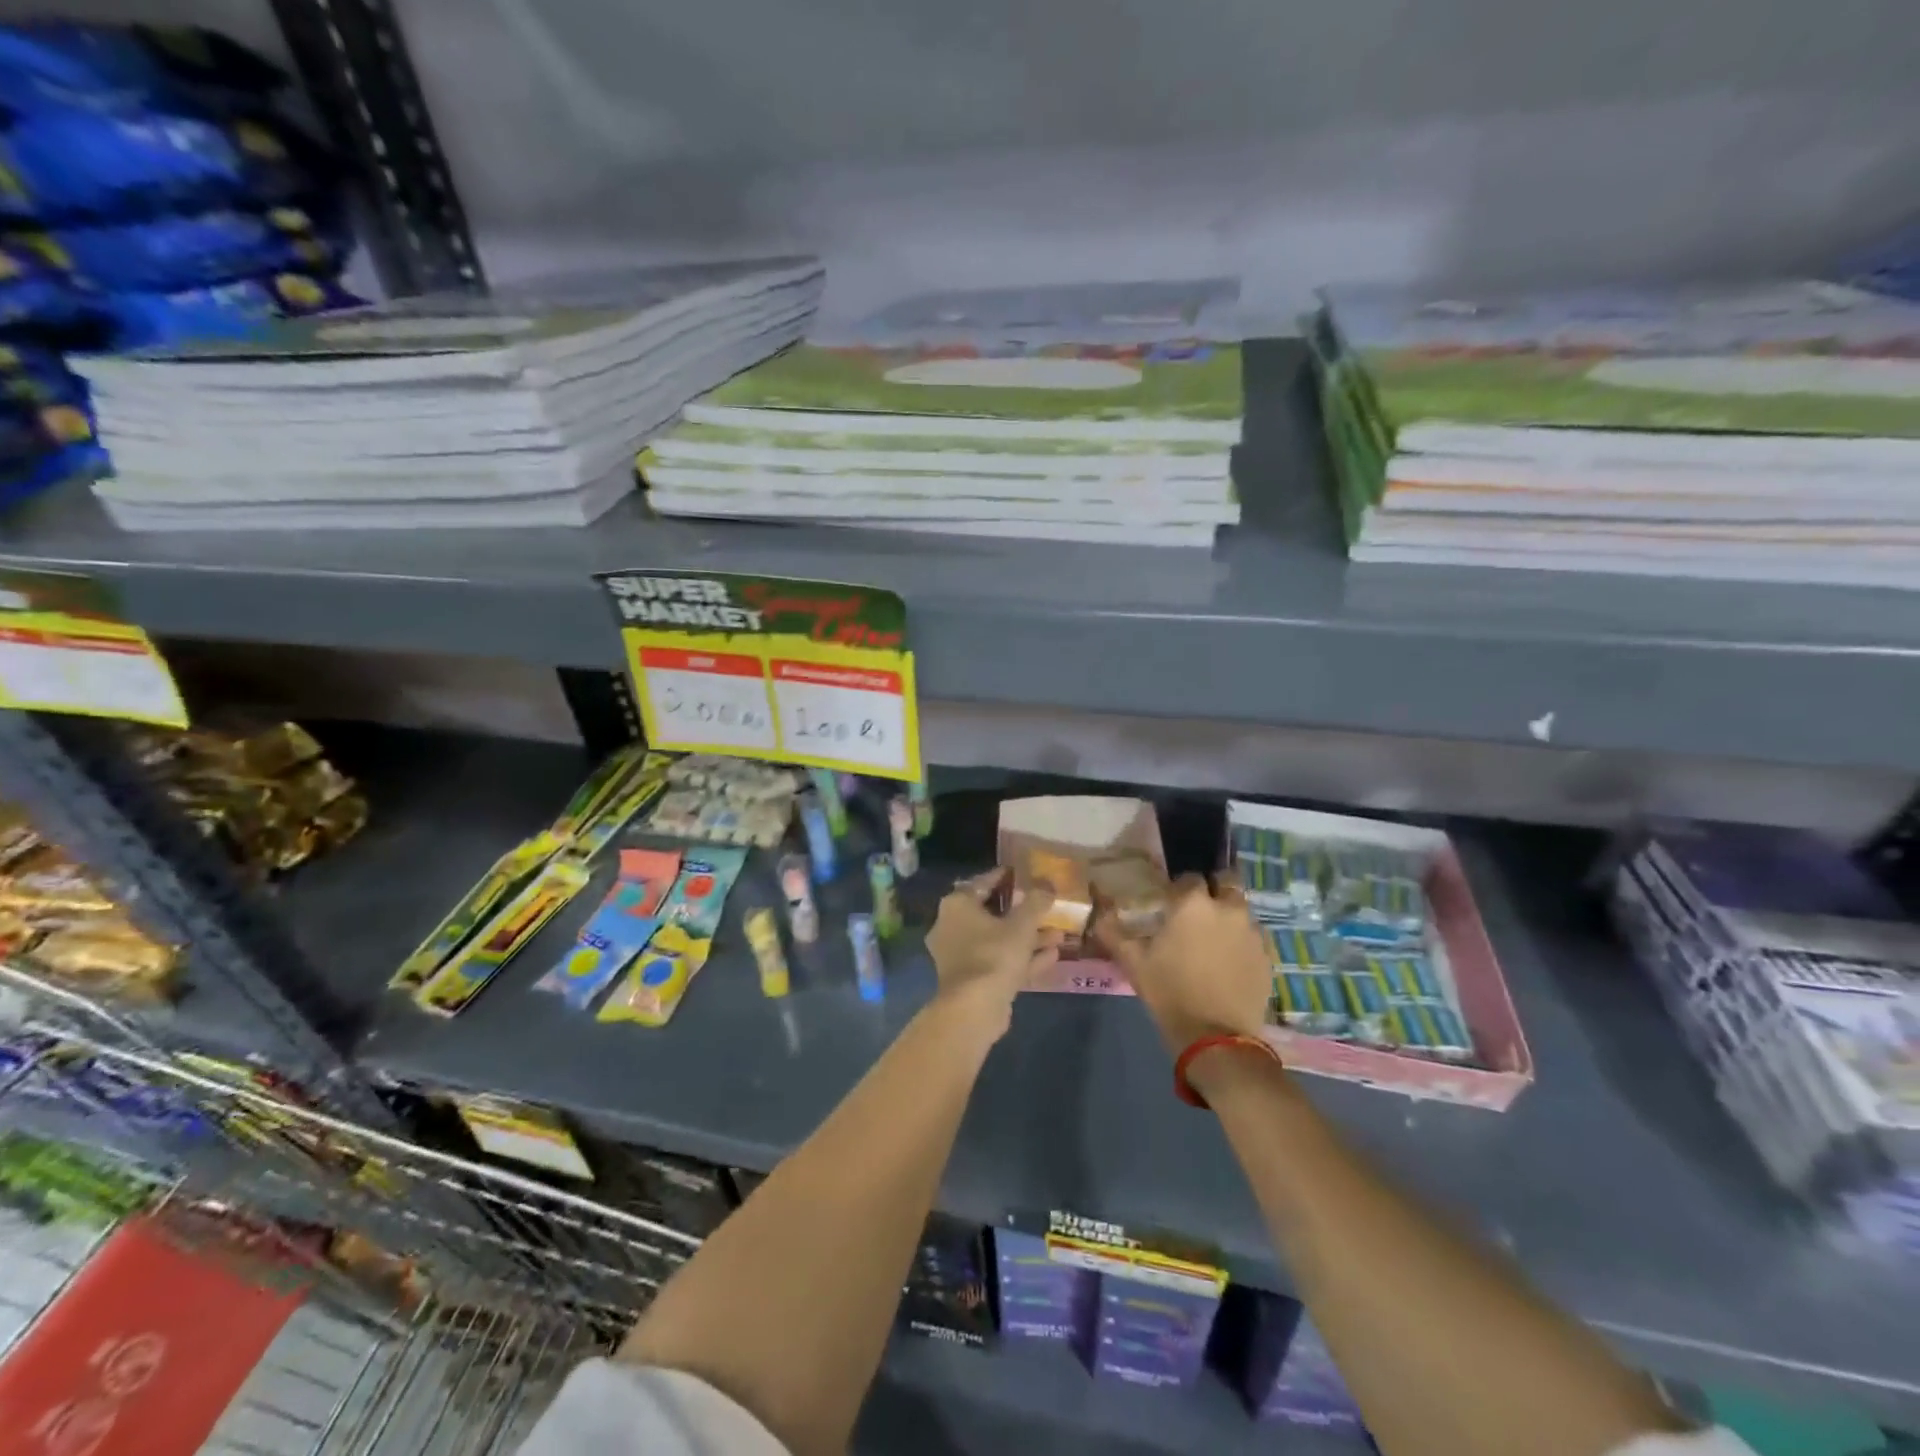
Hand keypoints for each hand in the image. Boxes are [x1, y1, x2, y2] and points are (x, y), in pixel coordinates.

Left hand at [925, 870, 1059, 1040]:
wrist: (974, 1008)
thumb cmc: (994, 954)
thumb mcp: (1021, 924)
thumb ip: (1036, 901)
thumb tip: (1048, 883)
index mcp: (957, 905)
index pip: (983, 882)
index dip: (1006, 877)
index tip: (1025, 874)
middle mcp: (952, 927)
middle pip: (992, 914)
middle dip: (1023, 913)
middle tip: (1047, 907)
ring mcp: (960, 956)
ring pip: (999, 940)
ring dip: (1028, 938)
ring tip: (1059, 934)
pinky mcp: (972, 981)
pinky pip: (1000, 962)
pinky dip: (1023, 958)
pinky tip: (1052, 956)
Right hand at [1093, 874, 1271, 1054]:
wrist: (1215, 1038)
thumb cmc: (1169, 992)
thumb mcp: (1133, 962)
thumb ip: (1113, 931)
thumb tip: (1098, 912)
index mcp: (1193, 903)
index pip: (1190, 877)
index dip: (1180, 887)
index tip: (1171, 902)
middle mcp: (1227, 908)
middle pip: (1227, 882)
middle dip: (1215, 889)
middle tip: (1200, 909)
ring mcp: (1252, 932)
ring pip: (1242, 910)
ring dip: (1230, 915)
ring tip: (1216, 937)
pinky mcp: (1267, 956)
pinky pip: (1255, 937)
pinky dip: (1243, 940)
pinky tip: (1231, 960)